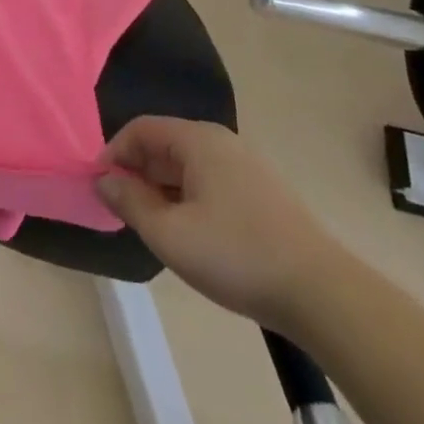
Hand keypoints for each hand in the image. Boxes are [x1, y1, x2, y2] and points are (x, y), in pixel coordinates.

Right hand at [98, 118, 341, 333]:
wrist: (323, 294)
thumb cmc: (237, 255)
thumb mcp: (170, 234)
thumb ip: (130, 202)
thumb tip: (103, 179)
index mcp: (197, 139)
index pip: (140, 129)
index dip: (114, 154)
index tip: (100, 188)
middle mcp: (220, 142)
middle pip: (163, 145)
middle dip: (137, 173)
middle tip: (124, 212)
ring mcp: (245, 166)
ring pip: (187, 167)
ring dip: (162, 190)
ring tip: (154, 227)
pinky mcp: (262, 193)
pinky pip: (209, 183)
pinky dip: (188, 199)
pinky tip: (191, 235)